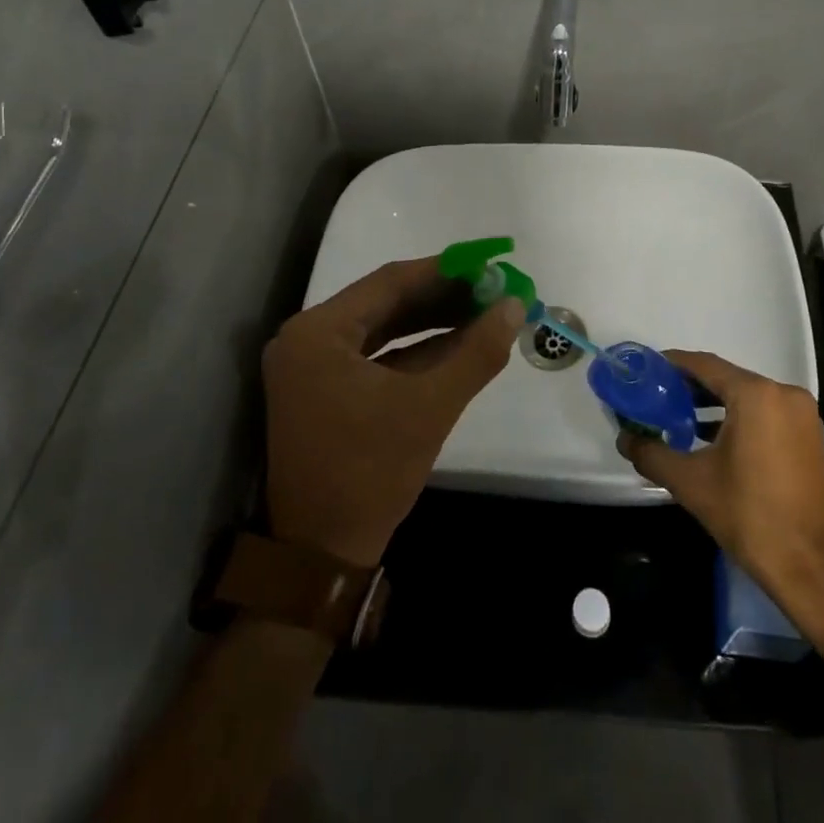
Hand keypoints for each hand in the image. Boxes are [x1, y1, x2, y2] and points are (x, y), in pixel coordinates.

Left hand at [262, 257, 523, 567]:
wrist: (321, 557)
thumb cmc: (370, 474)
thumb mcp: (430, 408)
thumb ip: (476, 352)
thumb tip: (515, 306)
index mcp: (318, 332)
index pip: (389, 282)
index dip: (444, 271)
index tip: (489, 265)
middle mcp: (308, 338)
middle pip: (385, 302)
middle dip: (442, 296)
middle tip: (492, 289)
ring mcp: (313, 365)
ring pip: (383, 327)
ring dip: (432, 321)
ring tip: (484, 311)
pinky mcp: (324, 388)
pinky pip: (376, 354)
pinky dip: (415, 349)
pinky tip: (458, 342)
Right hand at [618, 351, 823, 615]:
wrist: (814, 570)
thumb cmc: (751, 516)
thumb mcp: (692, 483)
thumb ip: (653, 454)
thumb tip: (624, 439)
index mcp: (756, 395)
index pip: (705, 365)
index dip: (672, 365)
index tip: (646, 371)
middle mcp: (783, 394)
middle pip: (727, 379)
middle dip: (690, 387)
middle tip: (656, 397)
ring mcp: (801, 416)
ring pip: (747, 397)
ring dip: (713, 405)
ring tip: (677, 418)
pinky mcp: (809, 438)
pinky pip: (765, 414)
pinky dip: (738, 419)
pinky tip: (711, 439)